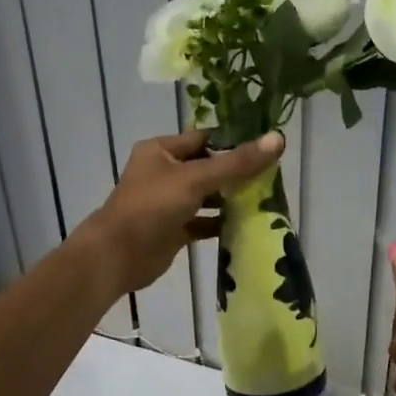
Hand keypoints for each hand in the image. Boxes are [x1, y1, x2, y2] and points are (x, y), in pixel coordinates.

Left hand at [76, 130, 284, 295]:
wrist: (117, 256)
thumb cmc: (152, 207)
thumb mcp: (196, 179)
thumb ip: (237, 163)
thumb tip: (278, 139)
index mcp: (161, 151)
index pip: (204, 139)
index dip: (233, 142)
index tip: (266, 148)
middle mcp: (163, 173)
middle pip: (207, 167)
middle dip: (236, 173)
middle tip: (272, 178)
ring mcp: (168, 203)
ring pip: (206, 196)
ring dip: (231, 199)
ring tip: (266, 201)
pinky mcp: (173, 230)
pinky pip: (202, 222)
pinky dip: (221, 223)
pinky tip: (246, 225)